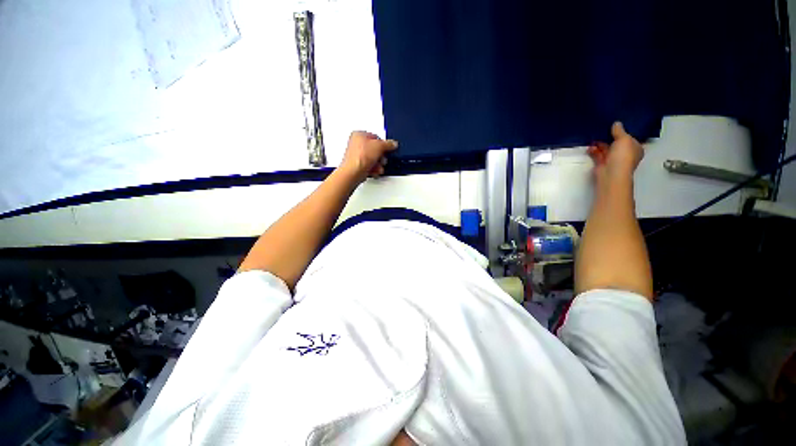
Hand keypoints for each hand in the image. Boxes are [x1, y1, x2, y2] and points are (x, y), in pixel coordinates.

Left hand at [339, 131, 397, 183]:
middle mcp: (356, 144)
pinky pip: (369, 166)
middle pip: (374, 149)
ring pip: (373, 159)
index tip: (388, 149)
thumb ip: (388, 144)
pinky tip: (374, 170)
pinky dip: (373, 169)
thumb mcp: (379, 146)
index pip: (375, 137)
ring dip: (378, 164)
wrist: (353, 172)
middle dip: (380, 156)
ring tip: (378, 166)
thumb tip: (393, 144)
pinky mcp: (357, 166)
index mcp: (359, 134)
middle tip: (382, 159)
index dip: (383, 144)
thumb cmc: (360, 157)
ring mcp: (356, 156)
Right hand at [587, 122, 644, 182]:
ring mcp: (613, 159)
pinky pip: (598, 154)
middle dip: (609, 137)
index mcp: (635, 148)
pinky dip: (593, 150)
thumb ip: (619, 131)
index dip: (624, 132)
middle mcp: (625, 154)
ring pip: (606, 148)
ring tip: (593, 136)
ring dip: (599, 143)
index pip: (631, 138)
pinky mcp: (602, 163)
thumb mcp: (624, 139)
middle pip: (617, 143)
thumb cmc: (623, 155)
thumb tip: (616, 123)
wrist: (611, 173)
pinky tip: (589, 146)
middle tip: (602, 128)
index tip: (616, 125)